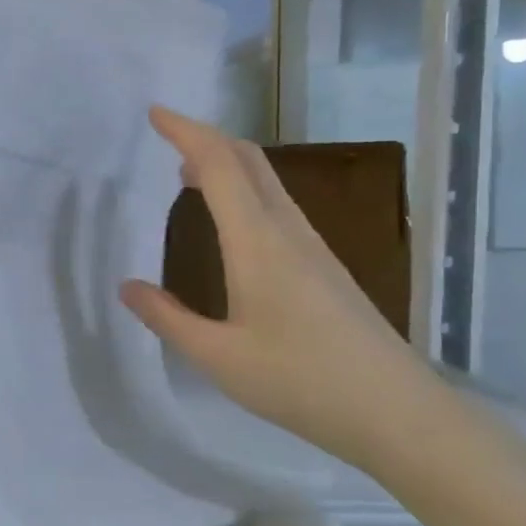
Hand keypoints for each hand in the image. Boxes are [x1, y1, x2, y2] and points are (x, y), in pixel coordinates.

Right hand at [119, 107, 430, 466]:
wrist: (397, 412)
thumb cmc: (301, 383)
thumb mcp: (218, 357)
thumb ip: (168, 319)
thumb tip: (127, 287)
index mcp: (258, 243)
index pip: (218, 166)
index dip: (186, 132)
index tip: (155, 113)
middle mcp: (288, 232)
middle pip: (248, 161)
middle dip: (206, 137)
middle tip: (166, 134)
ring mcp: (312, 247)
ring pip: (267, 180)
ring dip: (226, 162)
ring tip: (187, 172)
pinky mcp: (324, 266)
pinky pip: (277, 205)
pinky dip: (245, 189)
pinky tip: (231, 219)